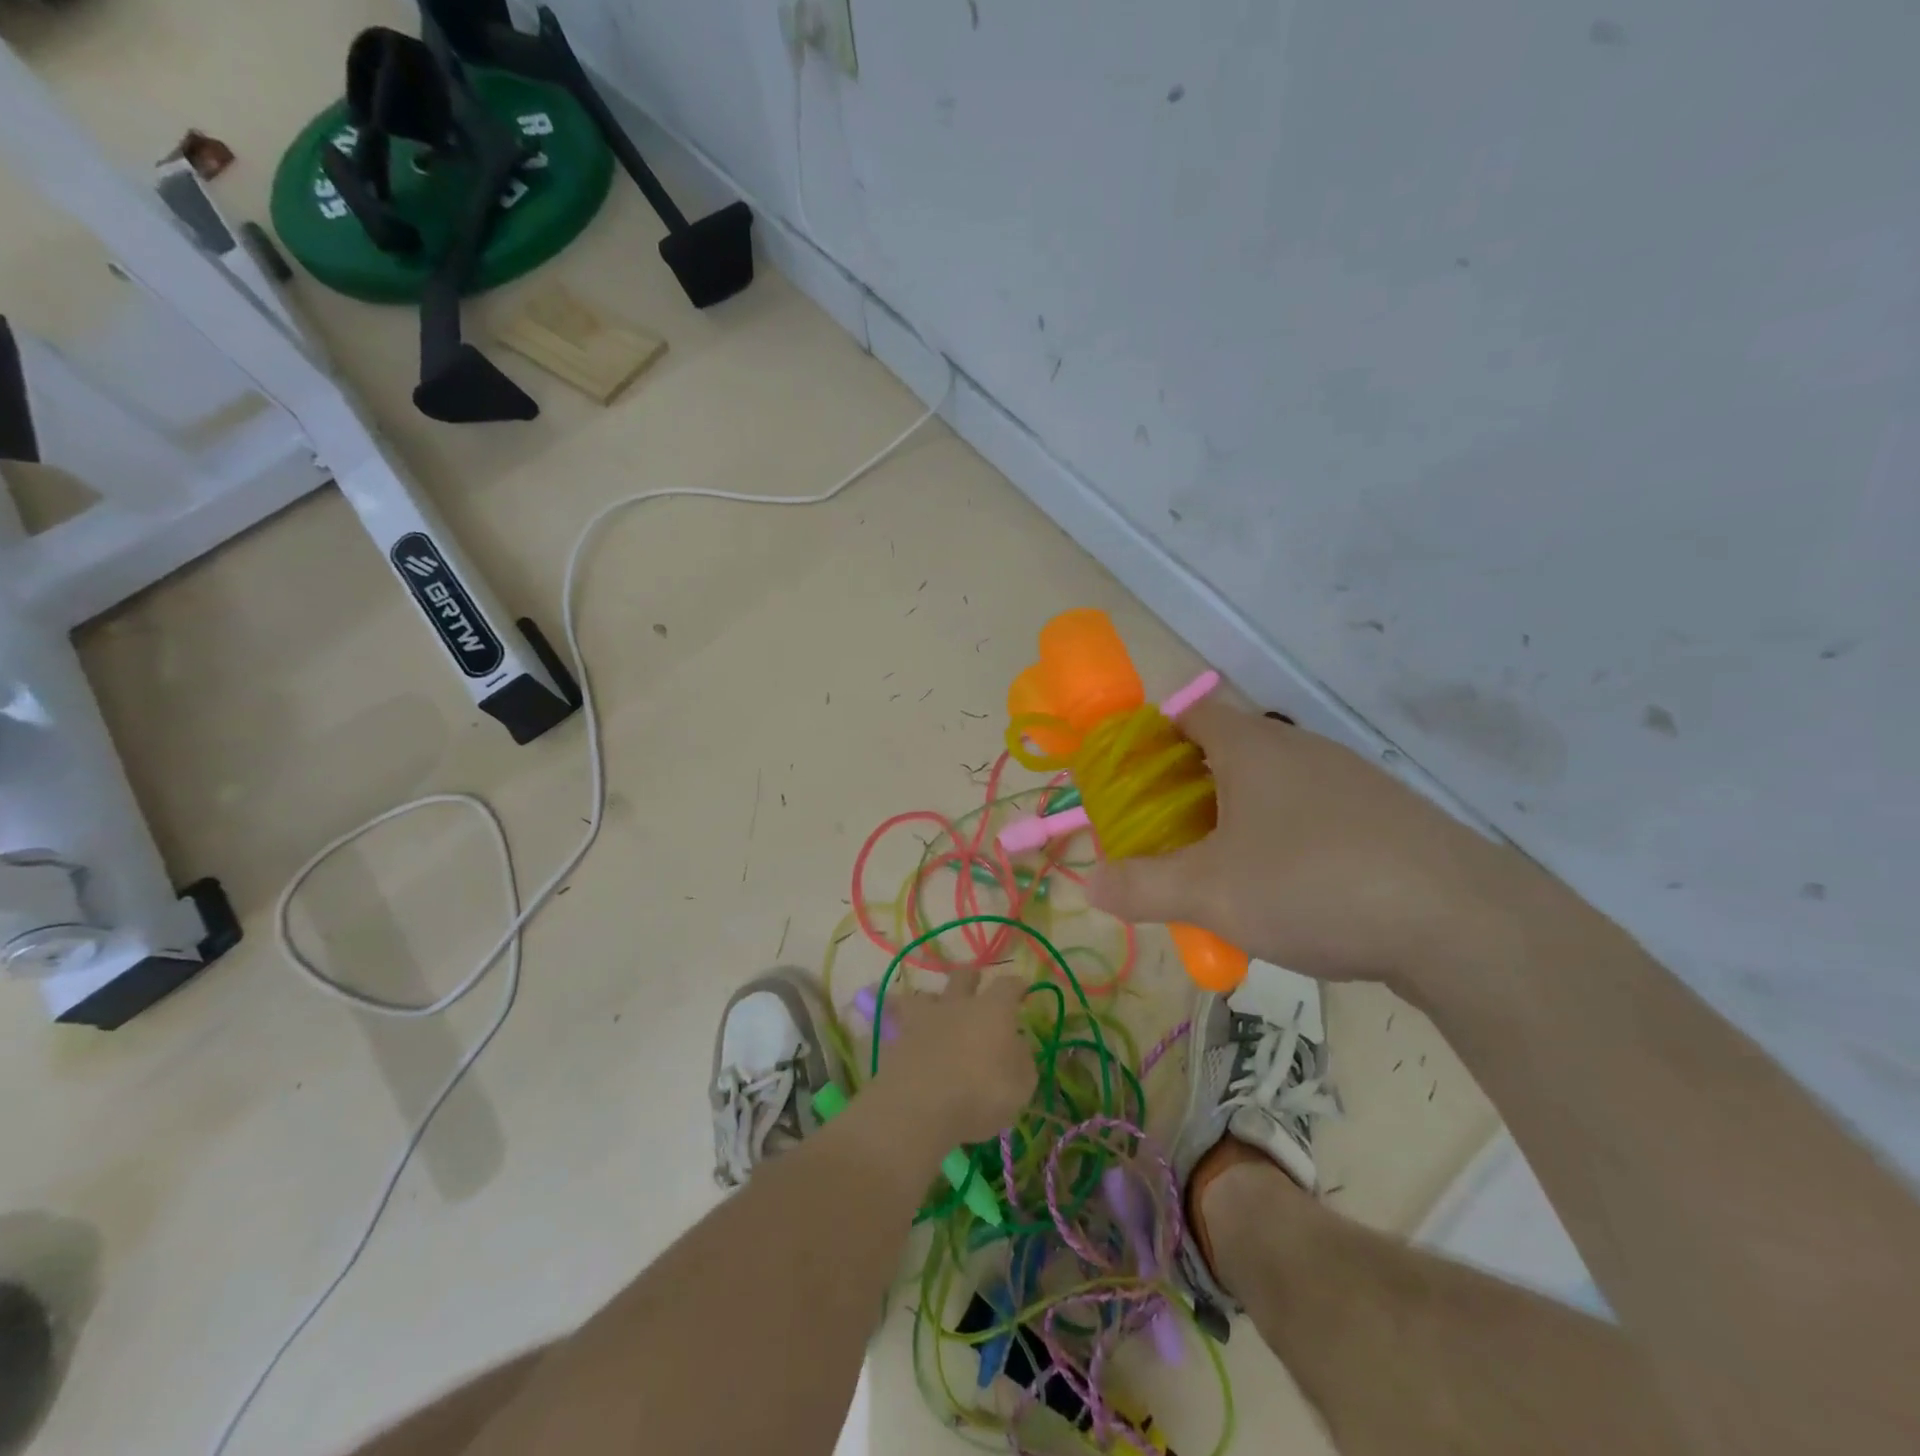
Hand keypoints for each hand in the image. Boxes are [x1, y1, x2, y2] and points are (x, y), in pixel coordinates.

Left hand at [877, 966, 1034, 1144]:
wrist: (917, 1109)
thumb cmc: (979, 1097)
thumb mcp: (1020, 1088)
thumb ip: (1022, 1061)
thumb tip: (1018, 1045)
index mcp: (992, 1011)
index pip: (1008, 985)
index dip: (1016, 985)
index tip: (1021, 990)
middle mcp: (957, 1005)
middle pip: (963, 977)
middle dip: (972, 979)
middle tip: (976, 986)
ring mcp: (923, 1019)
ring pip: (926, 994)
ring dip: (933, 999)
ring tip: (935, 1009)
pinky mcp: (896, 1038)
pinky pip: (897, 1021)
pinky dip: (900, 1024)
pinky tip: (903, 1035)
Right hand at [1088, 702, 1557, 999]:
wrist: (1462, 924)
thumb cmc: (1313, 884)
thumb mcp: (1209, 893)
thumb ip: (1142, 886)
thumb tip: (1089, 883)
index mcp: (1253, 747)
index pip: (1191, 713)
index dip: (1154, 738)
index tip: (1134, 782)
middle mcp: (1302, 750)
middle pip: (1230, 751)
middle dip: (1191, 788)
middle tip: (1168, 837)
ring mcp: (1352, 782)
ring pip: (1275, 787)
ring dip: (1240, 818)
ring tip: (1224, 873)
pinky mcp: (1388, 819)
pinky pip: (1316, 817)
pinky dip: (1287, 840)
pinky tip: (1291, 894)